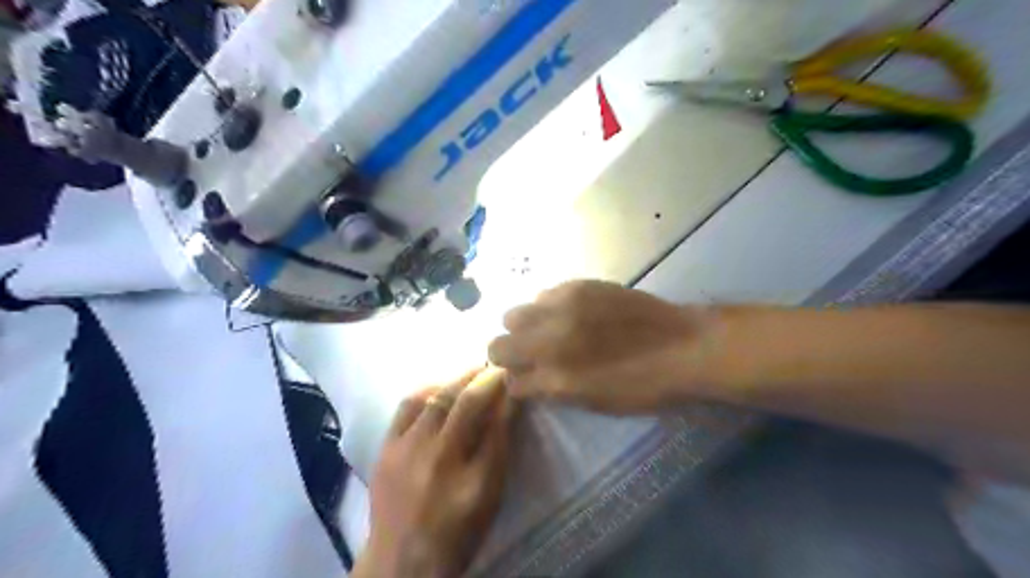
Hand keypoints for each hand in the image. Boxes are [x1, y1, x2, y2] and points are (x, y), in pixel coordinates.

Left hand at [357, 369, 514, 575]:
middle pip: (462, 401)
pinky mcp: (385, 448)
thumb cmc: (458, 530)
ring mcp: (405, 450)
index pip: (492, 418)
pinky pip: (406, 406)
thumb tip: (507, 404)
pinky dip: (427, 390)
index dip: (503, 390)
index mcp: (469, 476)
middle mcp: (436, 457)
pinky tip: (439, 388)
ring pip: (434, 397)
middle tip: (494, 366)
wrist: (401, 559)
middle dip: (482, 377)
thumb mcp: (490, 495)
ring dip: (455, 379)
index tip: (512, 375)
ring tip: (470, 374)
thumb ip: (499, 447)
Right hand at [487, 279, 716, 413]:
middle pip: (497, 344)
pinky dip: (548, 307)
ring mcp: (561, 309)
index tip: (527, 378)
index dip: (517, 381)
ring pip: (514, 315)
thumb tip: (527, 380)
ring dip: (526, 326)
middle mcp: (549, 341)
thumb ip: (552, 390)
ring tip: (551, 330)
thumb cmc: (642, 387)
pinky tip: (572, 312)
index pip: (509, 381)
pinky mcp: (577, 286)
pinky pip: (543, 295)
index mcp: (556, 379)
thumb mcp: (593, 402)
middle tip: (533, 354)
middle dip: (510, 352)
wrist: (684, 347)